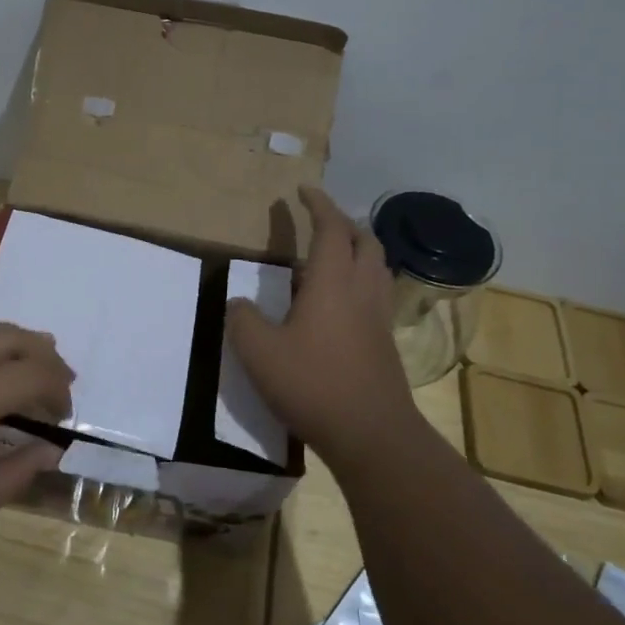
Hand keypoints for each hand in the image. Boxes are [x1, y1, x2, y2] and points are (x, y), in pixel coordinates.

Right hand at [226, 185, 415, 462]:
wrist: (371, 434)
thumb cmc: (312, 384)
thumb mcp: (258, 352)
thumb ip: (243, 320)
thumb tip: (239, 303)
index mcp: (332, 283)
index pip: (330, 229)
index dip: (318, 205)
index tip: (303, 190)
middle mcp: (361, 291)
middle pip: (365, 242)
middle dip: (344, 224)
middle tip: (320, 222)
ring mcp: (378, 318)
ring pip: (376, 268)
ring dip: (358, 251)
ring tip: (331, 257)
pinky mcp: (385, 343)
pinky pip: (376, 295)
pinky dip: (360, 281)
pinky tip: (340, 303)